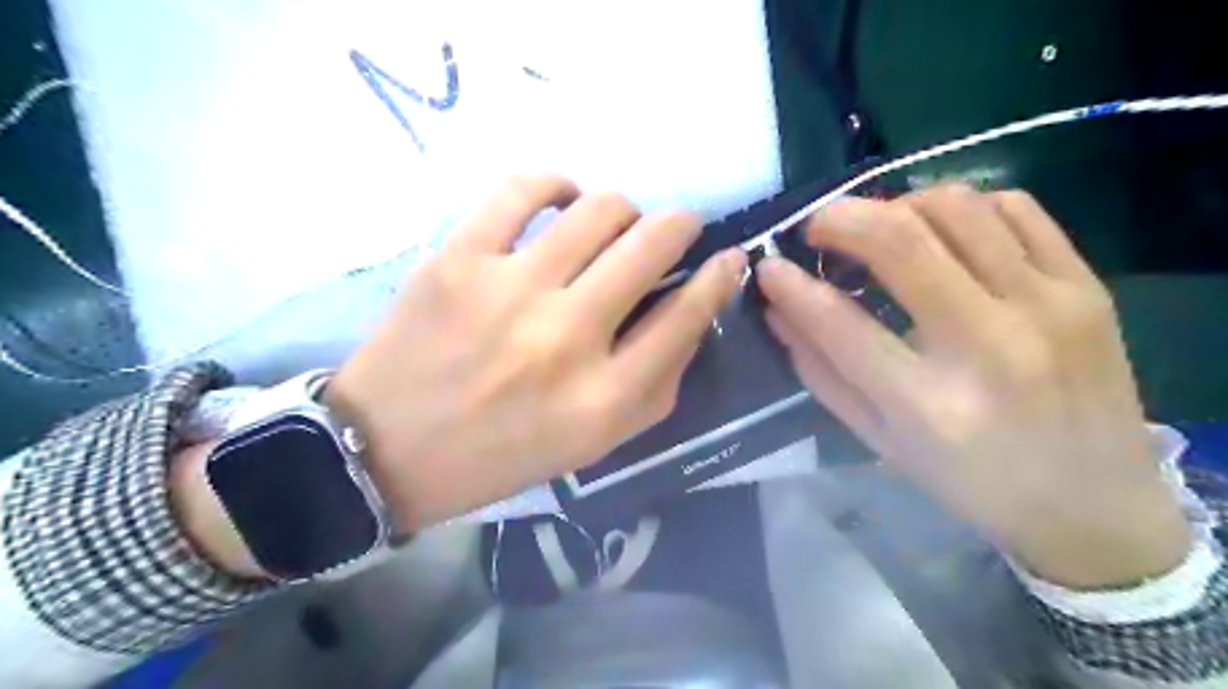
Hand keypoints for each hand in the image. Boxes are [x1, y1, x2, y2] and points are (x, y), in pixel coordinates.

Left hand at [326, 175, 741, 530]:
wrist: (390, 448)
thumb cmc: (503, 453)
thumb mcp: (596, 442)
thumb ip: (656, 384)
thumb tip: (691, 314)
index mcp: (604, 397)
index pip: (687, 316)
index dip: (719, 278)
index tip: (728, 258)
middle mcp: (566, 338)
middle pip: (652, 246)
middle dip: (681, 226)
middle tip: (676, 228)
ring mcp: (511, 290)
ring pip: (600, 209)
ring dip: (624, 209)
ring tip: (615, 224)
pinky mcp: (459, 259)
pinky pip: (525, 188)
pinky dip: (557, 183)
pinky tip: (562, 199)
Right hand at [759, 186, 1188, 588]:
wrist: (1095, 506)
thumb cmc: (971, 482)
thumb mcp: (879, 442)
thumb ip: (821, 373)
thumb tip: (778, 312)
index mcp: (929, 404)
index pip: (840, 323)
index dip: (791, 287)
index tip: (768, 267)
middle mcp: (989, 346)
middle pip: (902, 241)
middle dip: (840, 219)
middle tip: (817, 228)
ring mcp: (1048, 307)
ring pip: (958, 208)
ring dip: (899, 205)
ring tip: (879, 229)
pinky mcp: (1087, 286)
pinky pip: (1016, 209)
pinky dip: (964, 207)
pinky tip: (943, 233)